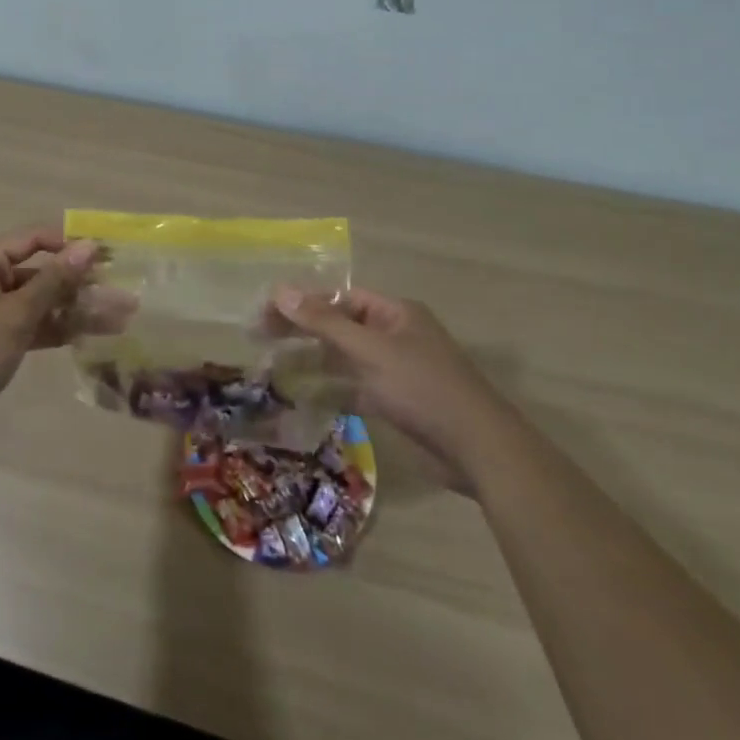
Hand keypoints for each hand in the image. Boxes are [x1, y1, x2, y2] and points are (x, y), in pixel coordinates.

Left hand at [0, 225, 98, 441]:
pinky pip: (28, 325)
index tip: (108, 255)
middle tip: (121, 293)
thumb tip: (88, 246)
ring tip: (116, 319)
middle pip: (40, 272)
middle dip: (80, 283)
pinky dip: (54, 329)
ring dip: (73, 309)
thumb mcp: (15, 315)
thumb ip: (54, 281)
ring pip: (38, 302)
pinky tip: (87, 336)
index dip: (71, 244)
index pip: (35, 238)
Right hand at [274, 287, 494, 489]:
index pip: (340, 296)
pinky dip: (330, 391)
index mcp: (394, 313)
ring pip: (344, 358)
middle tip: (260, 337)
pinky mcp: (396, 402)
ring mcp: (396, 370)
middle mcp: (395, 335)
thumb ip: (324, 322)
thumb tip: (280, 290)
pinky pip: (355, 388)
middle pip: (339, 325)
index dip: (303, 301)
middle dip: (302, 330)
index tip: (266, 311)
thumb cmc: (423, 388)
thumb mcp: (370, 350)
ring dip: (312, 361)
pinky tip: (302, 398)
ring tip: (272, 366)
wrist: (479, 450)